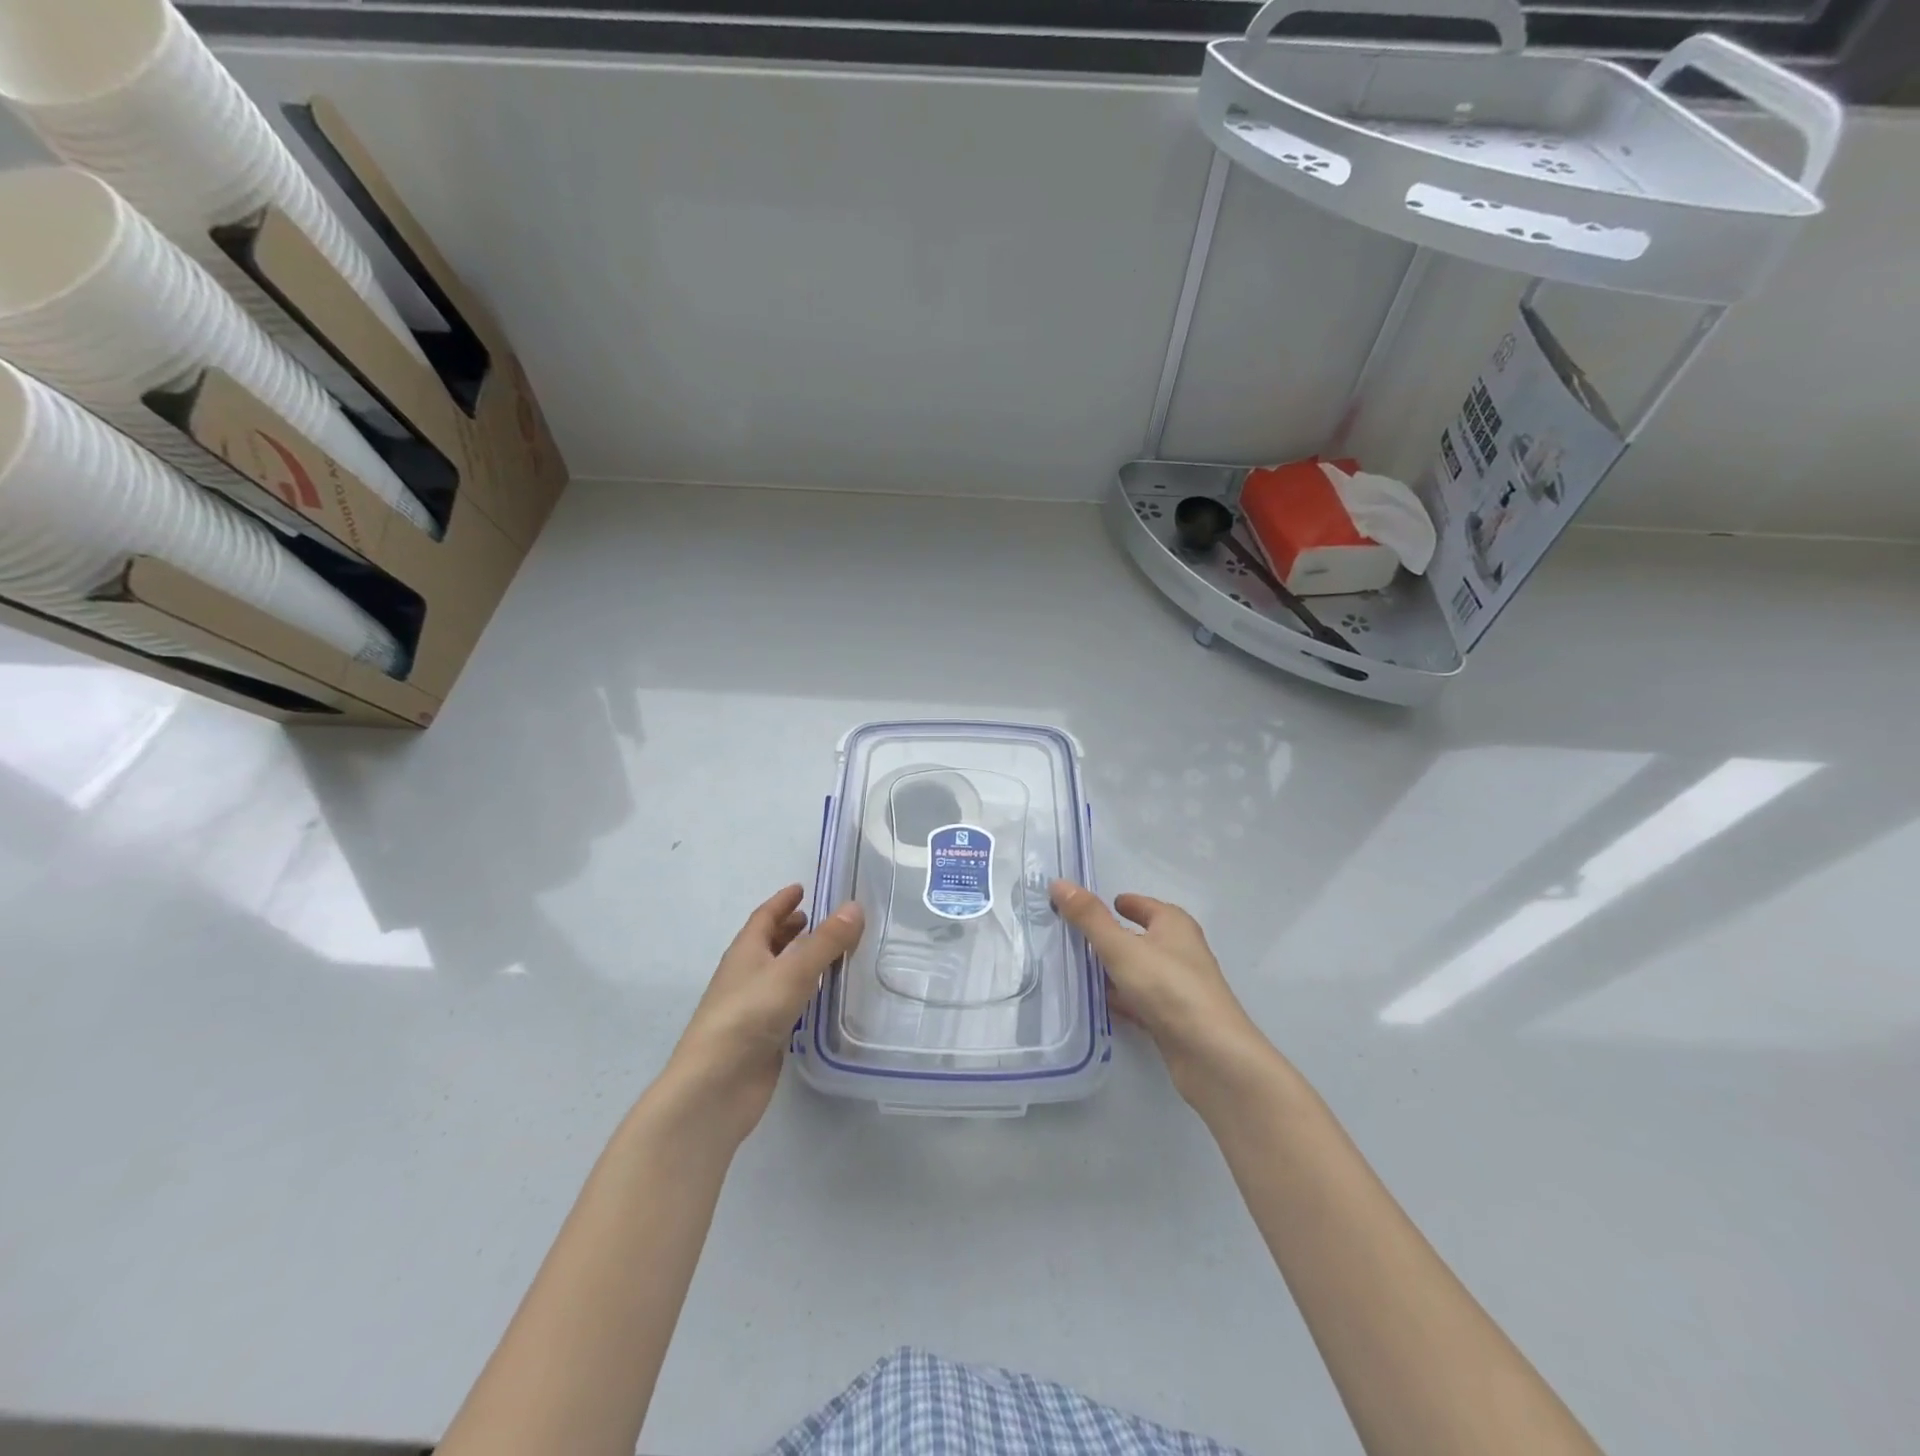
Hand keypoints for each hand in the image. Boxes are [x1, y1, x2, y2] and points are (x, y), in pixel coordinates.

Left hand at [661, 885, 863, 1146]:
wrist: (716, 1086)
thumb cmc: (749, 1015)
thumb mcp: (793, 971)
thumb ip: (826, 941)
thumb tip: (855, 907)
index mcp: (745, 952)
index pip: (764, 917)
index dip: (782, 902)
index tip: (801, 888)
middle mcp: (746, 975)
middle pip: (768, 944)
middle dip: (790, 929)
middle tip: (818, 919)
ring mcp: (752, 1008)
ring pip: (778, 974)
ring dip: (799, 960)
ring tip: (829, 952)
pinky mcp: (763, 1037)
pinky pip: (787, 1003)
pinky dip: (803, 992)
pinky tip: (823, 996)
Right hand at [1050, 880, 1277, 1109]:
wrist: (1212, 1056)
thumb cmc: (1168, 988)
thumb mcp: (1121, 948)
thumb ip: (1089, 918)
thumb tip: (1059, 883)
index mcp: (1174, 925)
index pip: (1144, 905)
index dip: (1122, 903)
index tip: (1092, 907)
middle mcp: (1181, 951)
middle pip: (1141, 937)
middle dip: (1112, 937)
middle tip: (1075, 937)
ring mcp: (1180, 987)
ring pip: (1140, 970)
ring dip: (1115, 970)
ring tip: (1079, 969)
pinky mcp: (1175, 1019)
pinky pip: (1142, 1000)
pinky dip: (1123, 998)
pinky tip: (1101, 1003)